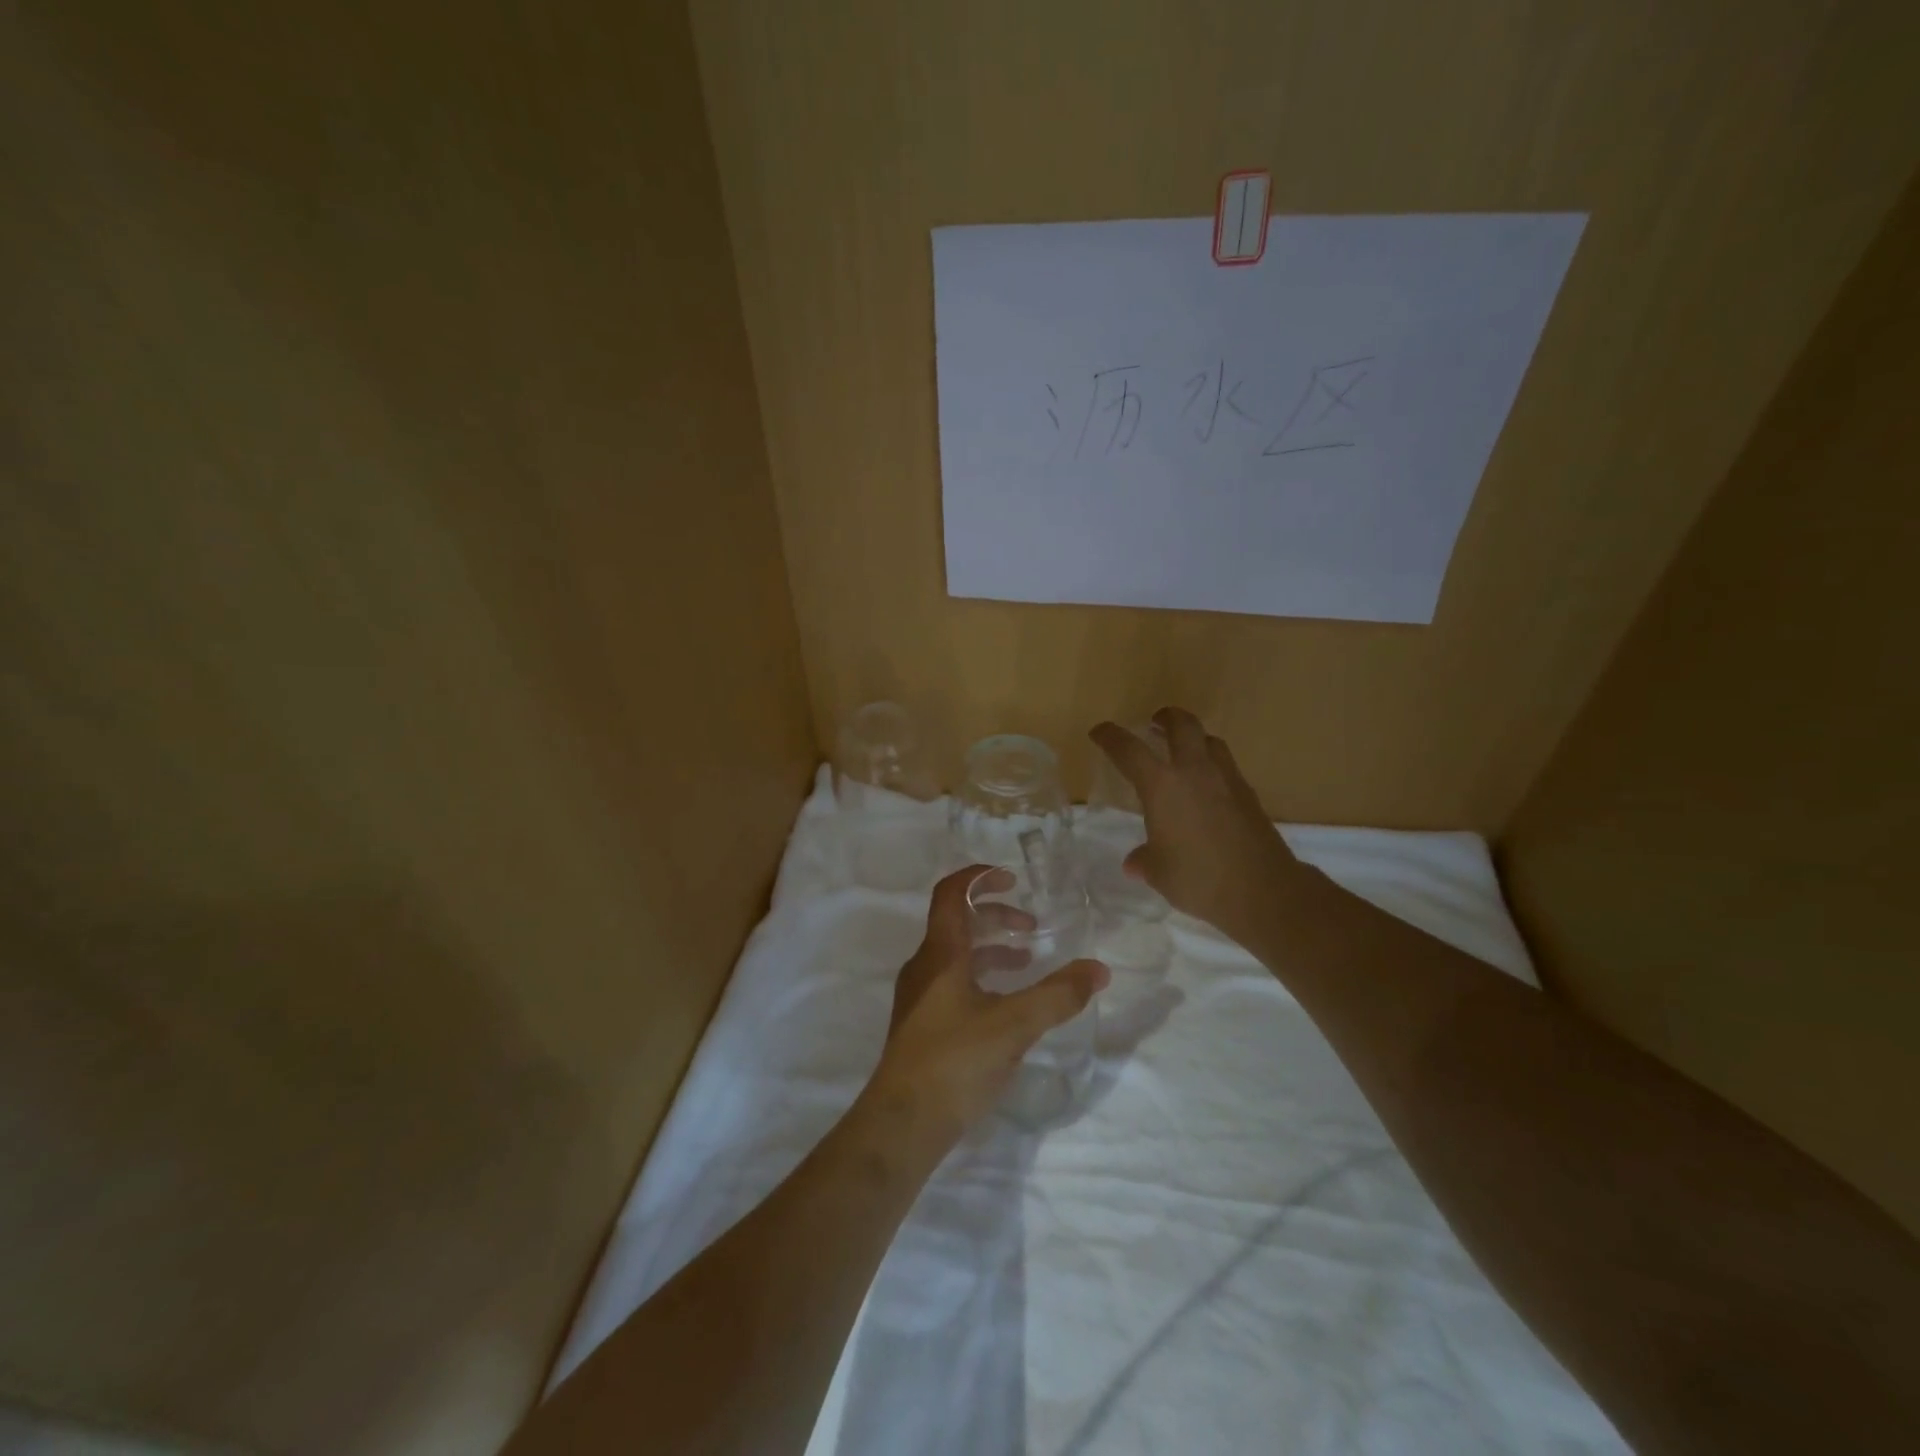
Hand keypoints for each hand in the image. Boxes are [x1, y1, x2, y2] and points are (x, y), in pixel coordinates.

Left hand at [868, 865, 1107, 1141]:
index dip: (979, 877)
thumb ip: (1058, 995)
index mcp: (940, 953)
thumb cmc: (955, 1062)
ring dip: (990, 949)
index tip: (1012, 878)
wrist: (902, 1124)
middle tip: (1031, 926)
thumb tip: (1098, 969)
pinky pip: (953, 982)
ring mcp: (919, 996)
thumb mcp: (1015, 1025)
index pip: (951, 893)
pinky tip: (1005, 1005)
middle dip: (995, 916)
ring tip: (1026, 962)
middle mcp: (924, 966)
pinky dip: (981, 977)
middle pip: (957, 922)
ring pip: (956, 955)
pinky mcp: (921, 1024)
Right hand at [1089, 707, 1306, 943]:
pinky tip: (1208, 789)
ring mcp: (1227, 779)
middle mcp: (1195, 771)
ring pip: (1210, 741)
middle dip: (1166, 717)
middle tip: (1155, 722)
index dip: (1110, 737)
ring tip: (1184, 752)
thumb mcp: (1160, 873)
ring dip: (1194, 739)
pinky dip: (1212, 766)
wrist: (1264, 890)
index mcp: (1162, 785)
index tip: (1099, 732)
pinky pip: (1226, 767)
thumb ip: (1144, 861)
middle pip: (1183, 725)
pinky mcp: (1249, 795)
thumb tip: (1134, 863)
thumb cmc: (1199, 878)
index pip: (1129, 750)